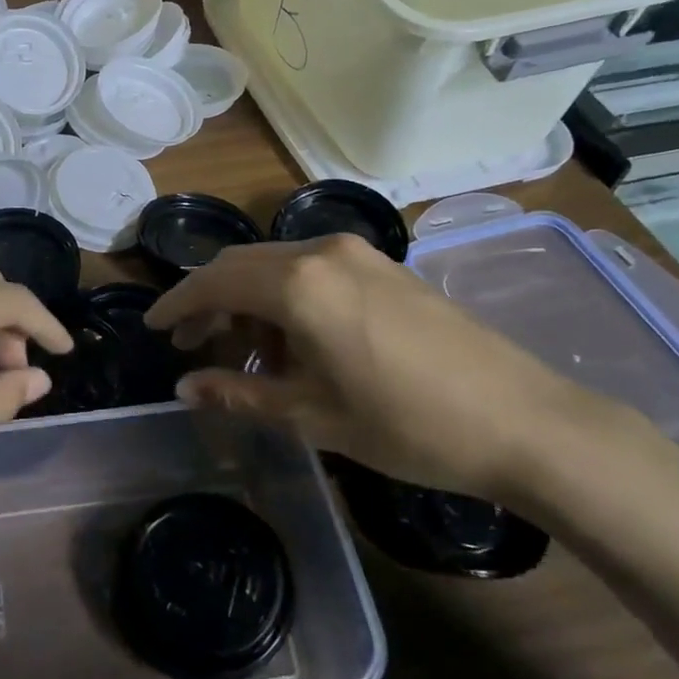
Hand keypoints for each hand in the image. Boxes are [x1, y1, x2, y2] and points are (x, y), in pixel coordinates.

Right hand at [145, 234, 646, 505]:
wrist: (526, 422)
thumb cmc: (407, 425)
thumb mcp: (312, 414)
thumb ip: (239, 393)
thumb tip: (184, 387)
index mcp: (297, 284)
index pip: (213, 282)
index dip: (176, 305)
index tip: (151, 326)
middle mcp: (322, 253)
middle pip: (241, 265)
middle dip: (208, 301)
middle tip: (188, 344)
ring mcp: (358, 255)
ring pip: (276, 266)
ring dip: (247, 300)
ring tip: (240, 352)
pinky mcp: (385, 267)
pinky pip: (312, 271)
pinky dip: (284, 298)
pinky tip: (291, 341)